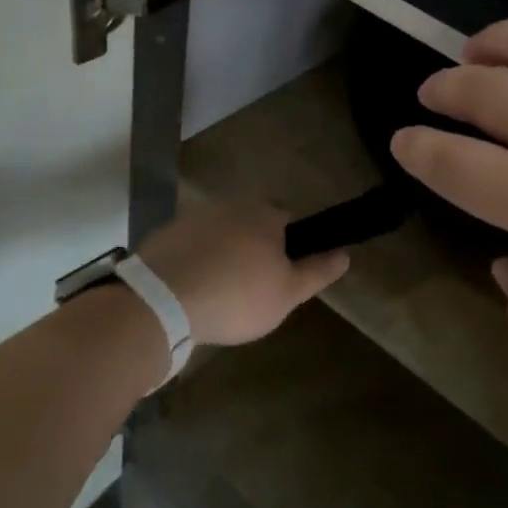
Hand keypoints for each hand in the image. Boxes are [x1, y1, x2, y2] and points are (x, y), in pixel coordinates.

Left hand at [137, 200, 348, 347]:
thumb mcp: (288, 293)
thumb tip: (346, 253)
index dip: (288, 249)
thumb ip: (318, 271)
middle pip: (252, 226)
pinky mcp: (165, 234)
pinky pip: (190, 246)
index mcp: (265, 215)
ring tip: (218, 294)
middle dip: (254, 250)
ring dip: (222, 255)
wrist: (161, 302)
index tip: (281, 276)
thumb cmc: (237, 296)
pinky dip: (194, 262)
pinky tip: (190, 291)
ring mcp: (194, 217)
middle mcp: (231, 206)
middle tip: (250, 289)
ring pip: (220, 235)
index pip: (288, 222)